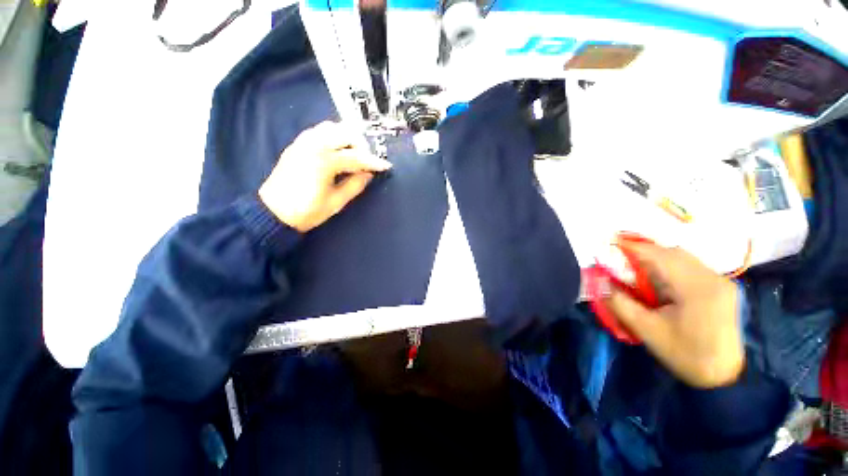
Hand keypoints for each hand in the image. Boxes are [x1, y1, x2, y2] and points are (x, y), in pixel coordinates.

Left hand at [259, 121, 391, 231]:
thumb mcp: (336, 202)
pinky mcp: (297, 145)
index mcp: (324, 161)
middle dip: (362, 145)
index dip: (373, 162)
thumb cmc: (306, 211)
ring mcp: (303, 142)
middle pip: (345, 133)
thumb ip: (355, 185)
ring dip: (347, 138)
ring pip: (331, 127)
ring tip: (354, 154)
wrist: (273, 213)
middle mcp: (314, 145)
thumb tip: (368, 174)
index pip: (356, 157)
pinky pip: (319, 131)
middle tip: (368, 161)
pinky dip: (332, 136)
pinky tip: (337, 149)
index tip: (386, 166)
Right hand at [605, 242, 744, 388]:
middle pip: (672, 253)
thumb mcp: (646, 329)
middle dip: (643, 252)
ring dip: (656, 259)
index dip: (631, 247)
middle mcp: (712, 277)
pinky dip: (669, 267)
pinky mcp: (721, 287)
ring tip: (636, 269)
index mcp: (696, 288)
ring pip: (682, 258)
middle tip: (619, 258)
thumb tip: (598, 280)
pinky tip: (659, 280)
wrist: (725, 377)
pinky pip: (690, 267)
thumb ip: (619, 302)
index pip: (659, 255)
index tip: (608, 243)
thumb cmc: (685, 354)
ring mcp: (720, 281)